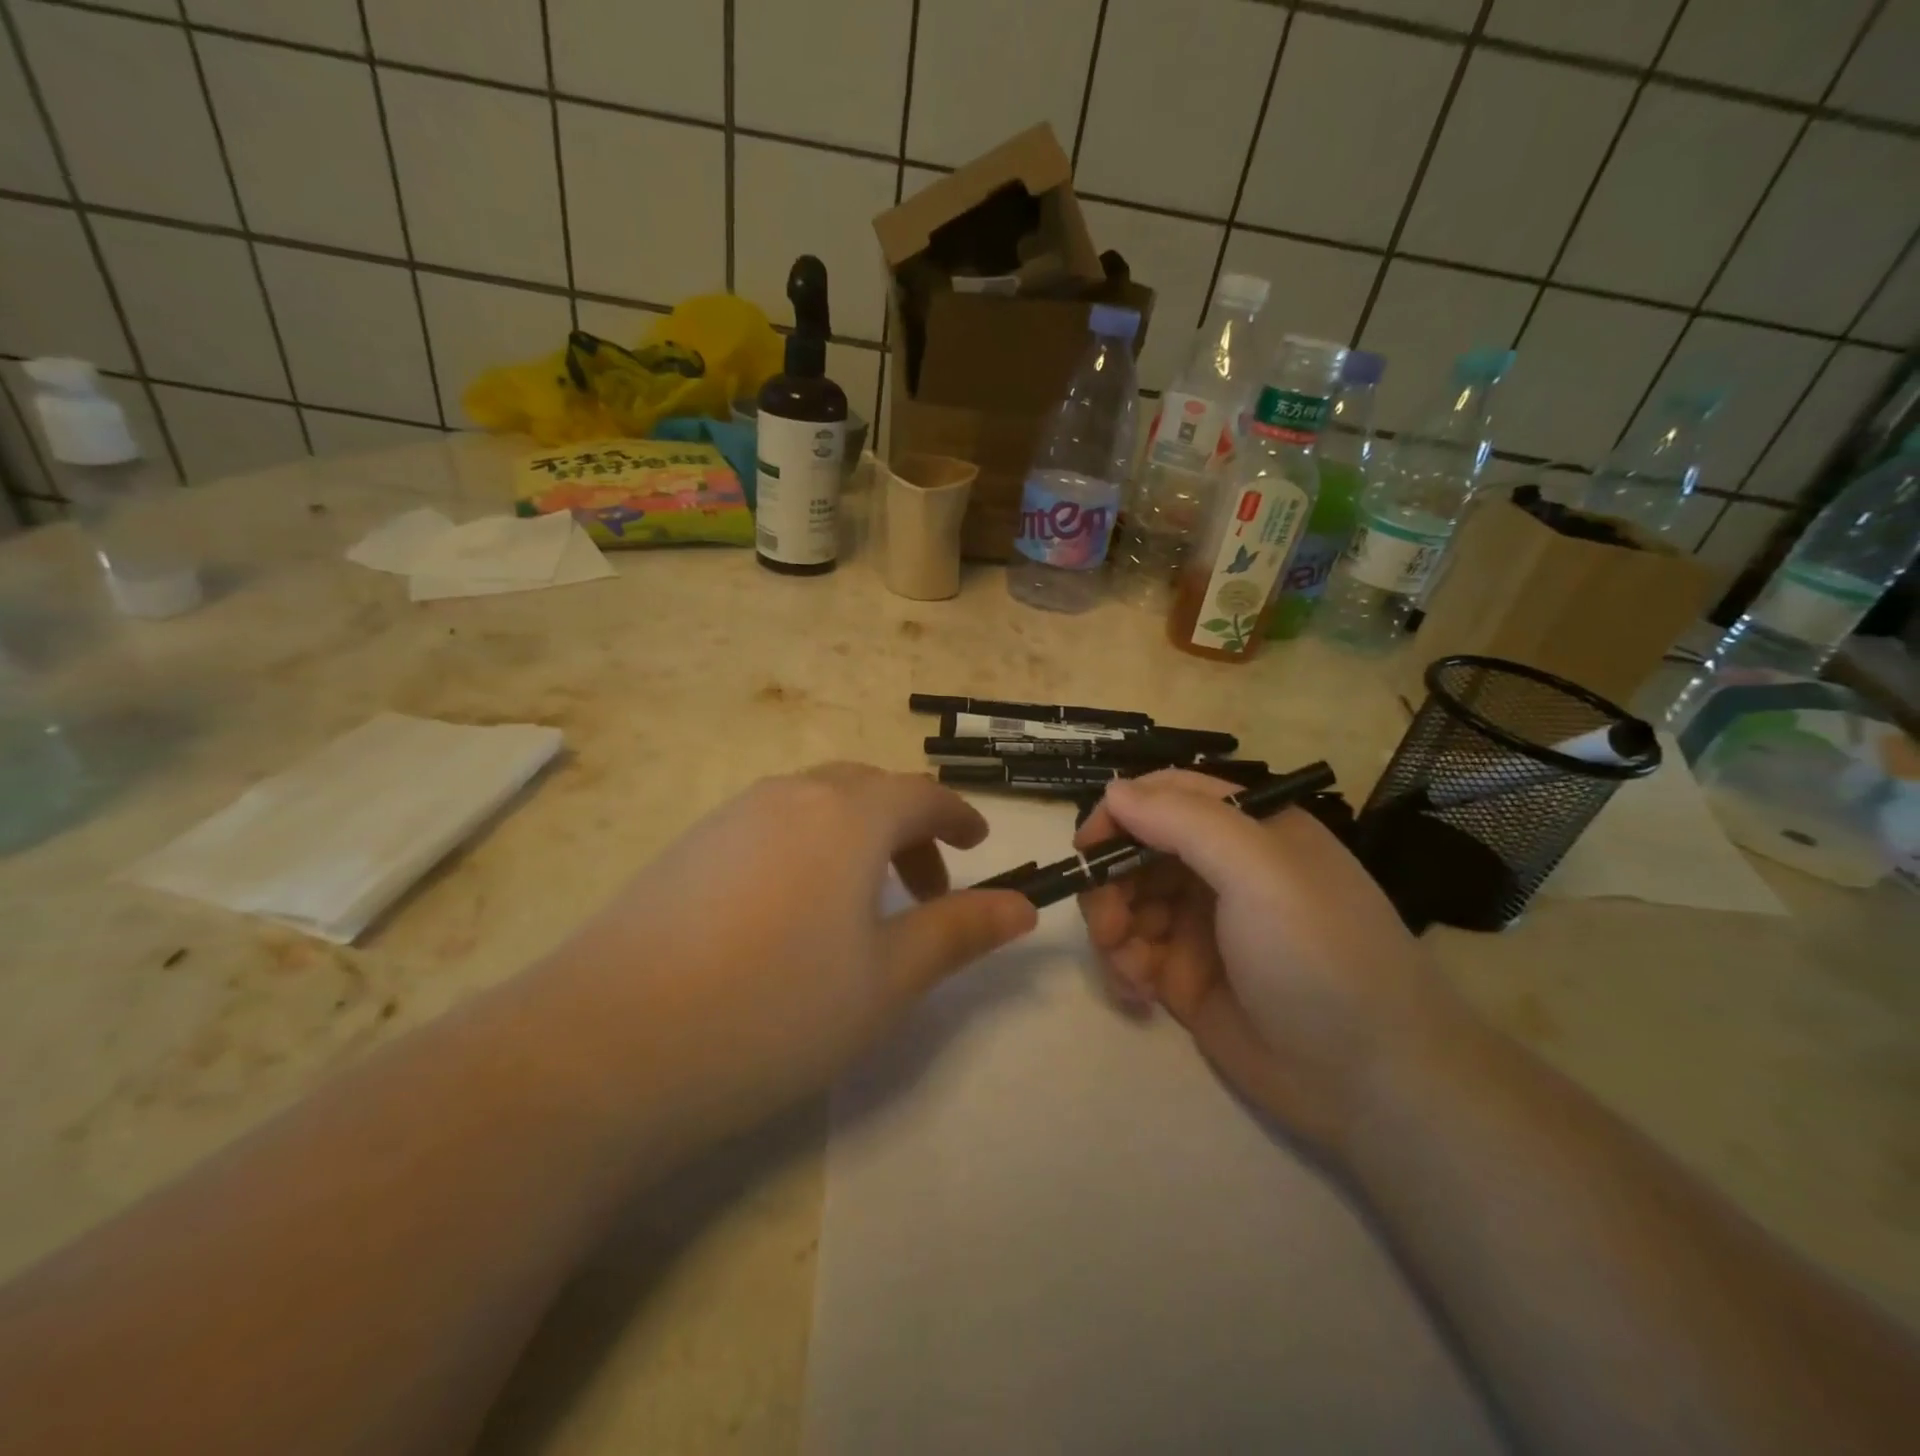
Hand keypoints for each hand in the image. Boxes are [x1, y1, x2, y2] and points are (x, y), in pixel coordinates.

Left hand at [537, 764, 1036, 1149]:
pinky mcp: (687, 848)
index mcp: (847, 815)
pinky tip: (789, 917)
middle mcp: (789, 796)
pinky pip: (769, 826)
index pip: (920, 794)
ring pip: (815, 806)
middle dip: (908, 831)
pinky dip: (806, 850)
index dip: (958, 815)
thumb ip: (960, 932)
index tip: (979, 844)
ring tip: (861, 909)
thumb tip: (1025, 906)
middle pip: (867, 791)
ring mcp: (729, 818)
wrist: (606, 1047)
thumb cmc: (775, 1010)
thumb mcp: (887, 980)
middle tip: (926, 891)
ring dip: (856, 840)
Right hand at [1075, 770, 1463, 1158]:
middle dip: (1110, 883)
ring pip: (1126, 903)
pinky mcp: (1185, 977)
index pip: (1167, 797)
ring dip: (1112, 929)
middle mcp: (1222, 870)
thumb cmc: (1319, 955)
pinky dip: (1122, 967)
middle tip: (1107, 925)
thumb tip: (1112, 792)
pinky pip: (1131, 955)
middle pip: (1136, 852)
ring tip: (1128, 968)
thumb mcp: (1259, 871)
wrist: (1372, 1083)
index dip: (1120, 814)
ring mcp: (1202, 925)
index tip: (1086, 848)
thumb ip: (1182, 821)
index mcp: (1248, 830)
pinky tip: (1138, 995)